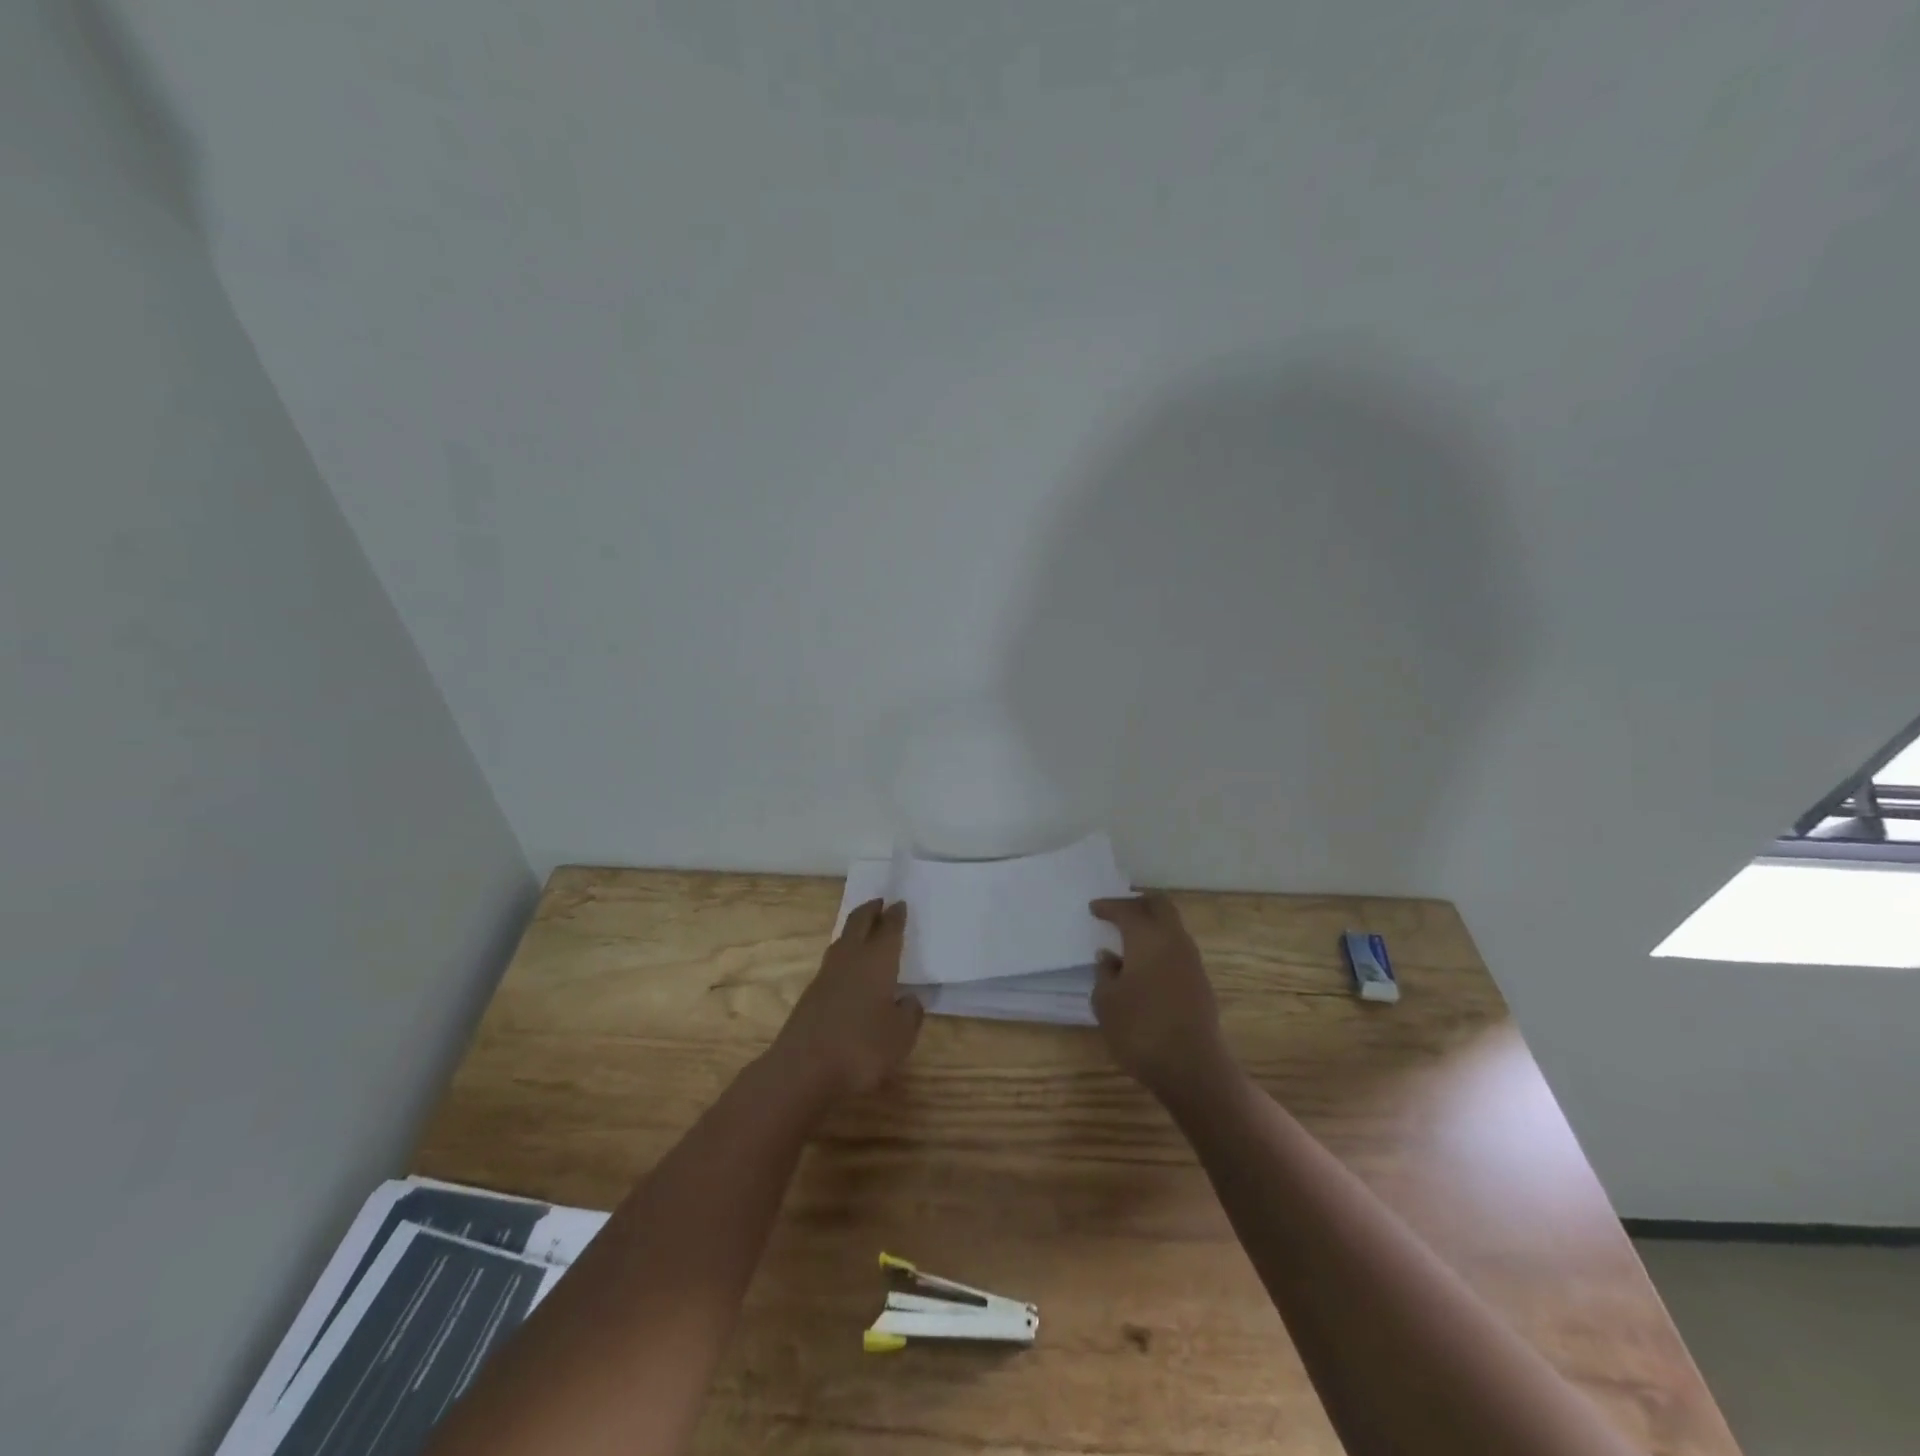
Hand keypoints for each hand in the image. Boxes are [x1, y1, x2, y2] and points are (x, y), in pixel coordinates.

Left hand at [769, 899, 923, 1100]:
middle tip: (880, 903)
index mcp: (877, 961)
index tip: (900, 903)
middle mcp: (850, 959)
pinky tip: (849, 969)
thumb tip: (908, 999)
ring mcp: (826, 976)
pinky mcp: (810, 996)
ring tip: (865, 929)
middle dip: (870, 910)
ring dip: (854, 930)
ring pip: (842, 941)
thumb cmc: (861, 1048)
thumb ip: (909, 1014)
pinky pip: (833, 963)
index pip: (889, 929)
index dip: (896, 916)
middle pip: (858, 923)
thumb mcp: (900, 1036)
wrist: (802, 1070)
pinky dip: (844, 955)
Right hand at [1090, 893, 1227, 1095]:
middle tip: (1119, 910)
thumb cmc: (1140, 1029)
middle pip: (1160, 906)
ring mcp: (1192, 962)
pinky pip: (1177, 950)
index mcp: (1147, 937)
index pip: (1127, 910)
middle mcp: (1174, 941)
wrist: (1192, 1067)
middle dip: (1138, 903)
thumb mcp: (1106, 1002)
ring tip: (1130, 938)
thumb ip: (1104, 974)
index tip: (1094, 909)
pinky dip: (1160, 946)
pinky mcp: (1201, 983)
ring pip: (1172, 927)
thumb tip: (1109, 958)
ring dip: (1152, 925)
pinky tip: (1145, 965)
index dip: (1109, 907)